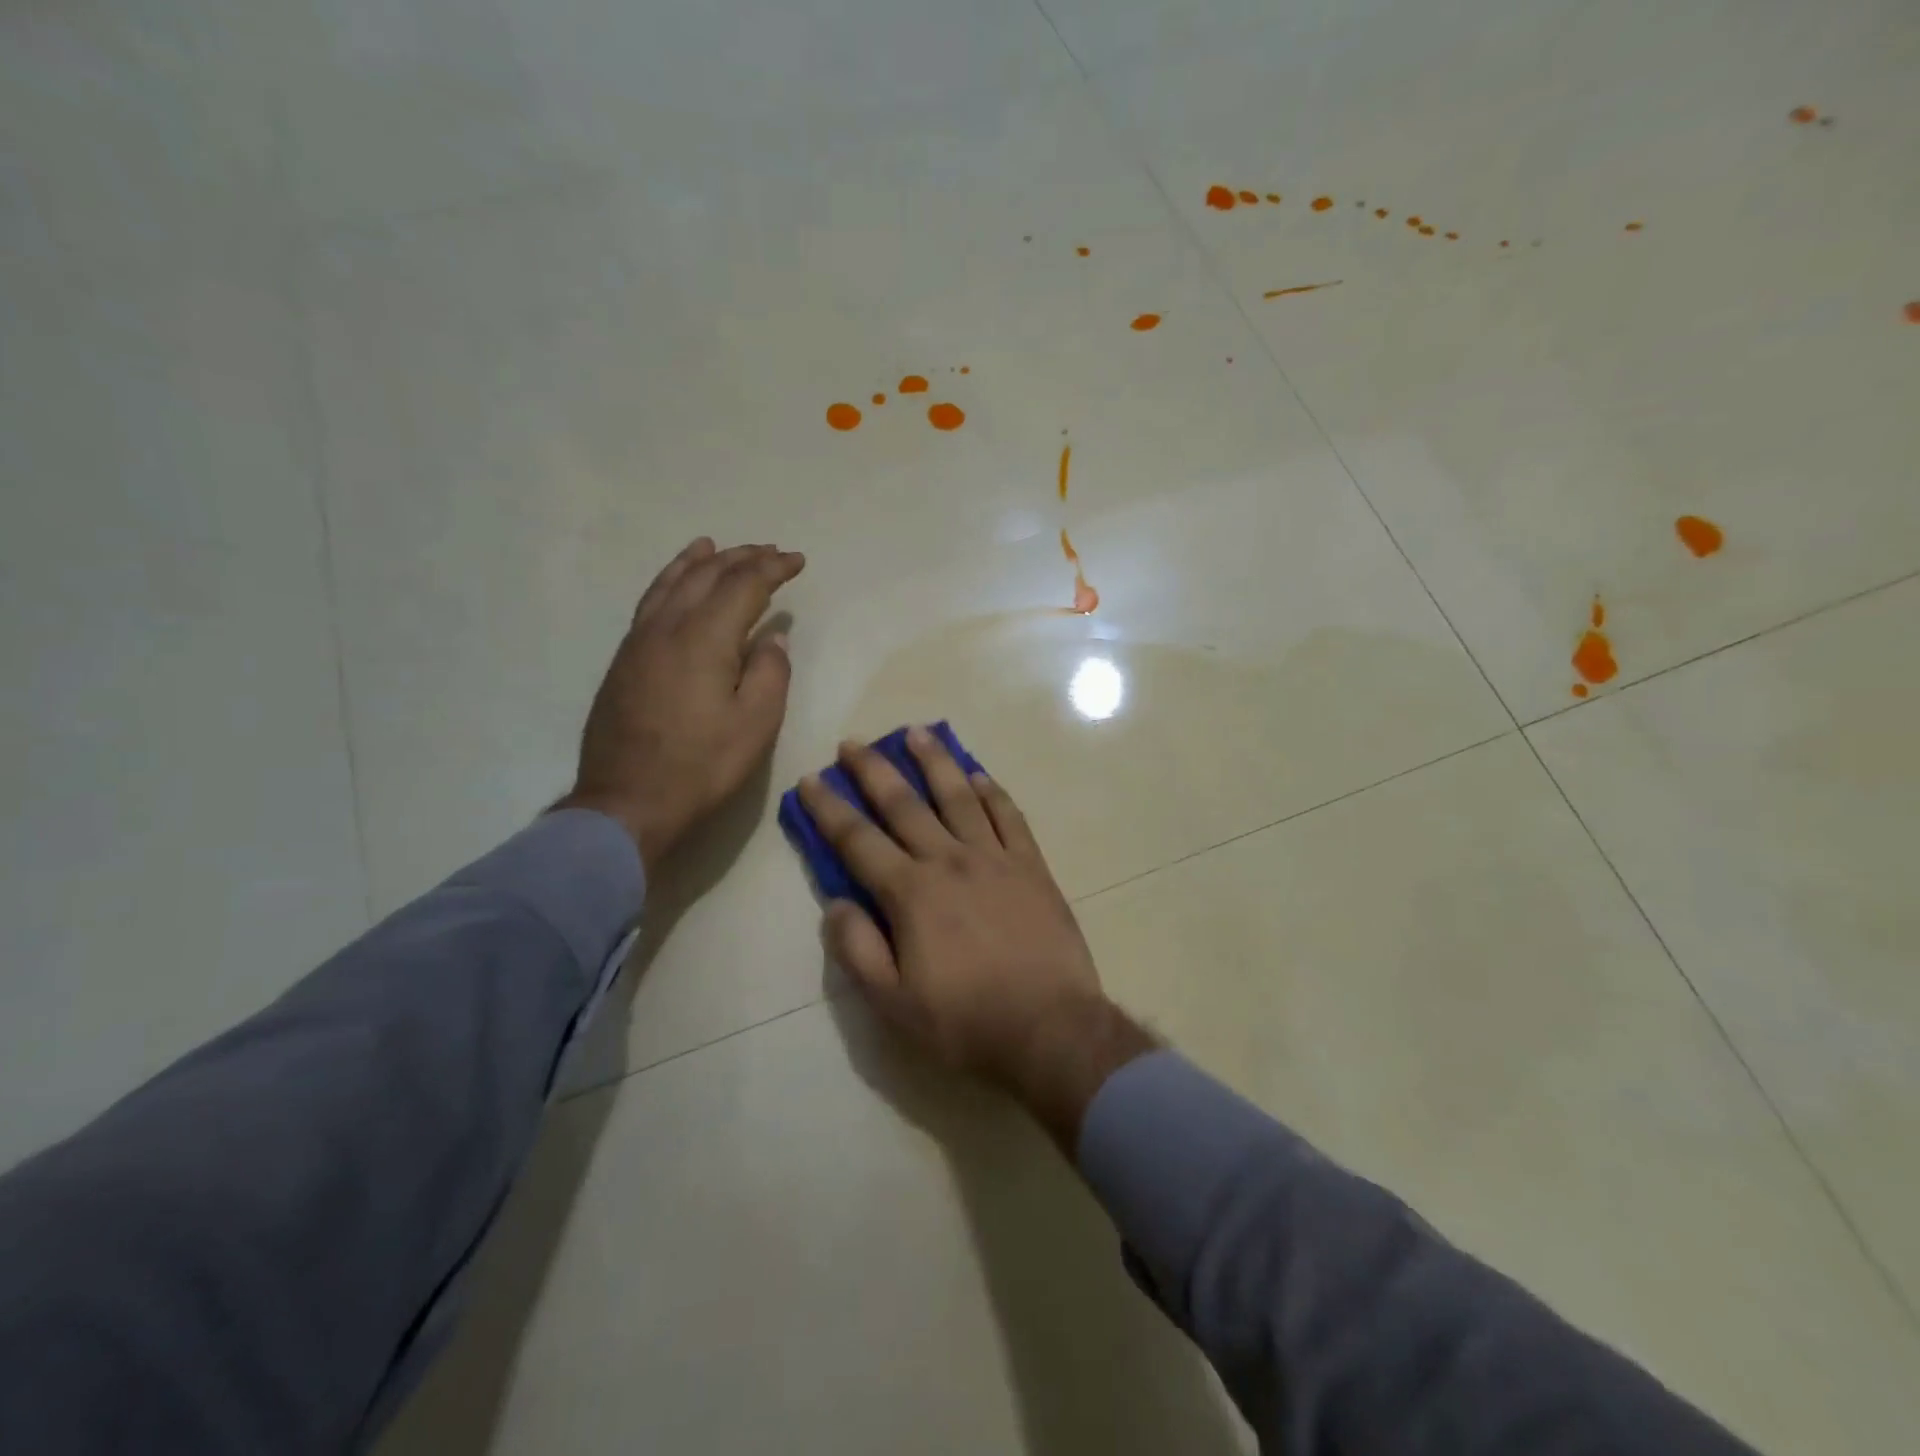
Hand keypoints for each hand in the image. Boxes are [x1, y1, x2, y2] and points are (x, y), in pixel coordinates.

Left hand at [557, 538, 804, 872]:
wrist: (627, 801)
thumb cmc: (702, 766)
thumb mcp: (756, 724)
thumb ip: (771, 672)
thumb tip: (772, 636)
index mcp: (704, 638)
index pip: (743, 585)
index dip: (773, 568)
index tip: (797, 561)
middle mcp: (667, 627)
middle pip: (705, 576)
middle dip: (741, 558)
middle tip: (769, 552)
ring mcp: (638, 642)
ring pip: (669, 584)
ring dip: (698, 561)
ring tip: (715, 546)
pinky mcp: (624, 661)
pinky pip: (650, 603)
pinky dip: (669, 582)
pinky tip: (675, 586)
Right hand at [798, 728, 1154, 1146]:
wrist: (1051, 1029)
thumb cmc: (966, 1021)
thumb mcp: (894, 1003)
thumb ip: (858, 949)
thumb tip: (836, 902)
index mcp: (911, 893)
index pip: (858, 840)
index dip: (830, 809)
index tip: (811, 780)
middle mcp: (950, 861)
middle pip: (904, 804)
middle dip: (874, 770)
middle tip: (854, 742)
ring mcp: (995, 858)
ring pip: (959, 796)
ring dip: (935, 762)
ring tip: (917, 732)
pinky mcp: (1032, 866)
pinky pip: (1009, 816)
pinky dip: (992, 792)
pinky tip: (979, 775)